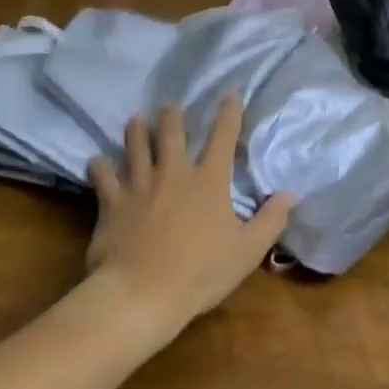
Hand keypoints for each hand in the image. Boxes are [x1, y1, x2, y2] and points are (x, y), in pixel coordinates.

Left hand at [86, 96, 292, 336]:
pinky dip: (99, 166)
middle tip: (171, 108)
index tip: (231, 94)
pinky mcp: (112, 201)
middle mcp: (174, 172)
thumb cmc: (200, 273)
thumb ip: (271, 220)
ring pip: (135, 144)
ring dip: (136, 130)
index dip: (229, 112)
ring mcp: (139, 184)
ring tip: (136, 120)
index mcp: (208, 180)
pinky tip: (97, 162)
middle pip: (171, 131)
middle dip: (172, 115)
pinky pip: (102, 175)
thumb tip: (291, 194)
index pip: (223, 136)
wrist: (141, 295)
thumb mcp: (247, 251)